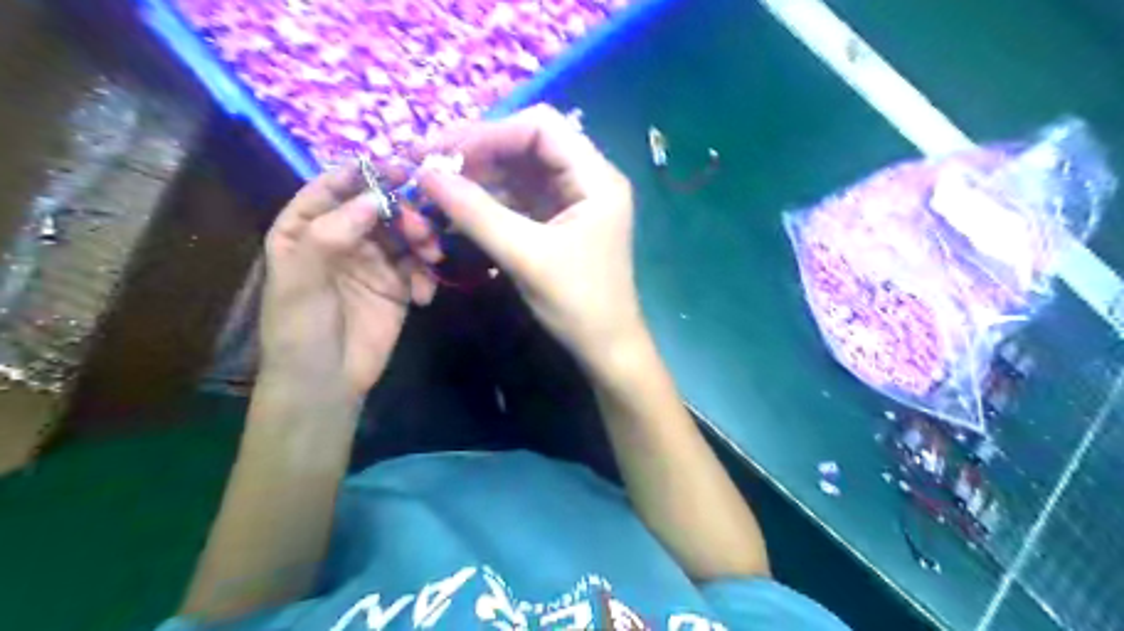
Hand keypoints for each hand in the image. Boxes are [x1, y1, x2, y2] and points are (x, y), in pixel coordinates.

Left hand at [261, 164, 437, 400]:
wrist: (326, 383)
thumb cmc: (300, 329)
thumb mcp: (301, 279)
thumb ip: (332, 232)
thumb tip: (376, 198)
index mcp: (306, 229)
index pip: (333, 187)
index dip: (364, 174)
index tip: (400, 169)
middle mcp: (341, 239)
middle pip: (379, 207)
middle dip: (405, 212)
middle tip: (423, 230)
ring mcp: (373, 262)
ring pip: (405, 233)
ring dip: (422, 240)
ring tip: (431, 259)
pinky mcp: (398, 286)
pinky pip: (419, 266)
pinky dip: (427, 275)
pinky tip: (424, 296)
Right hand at [417, 105, 641, 368]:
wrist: (605, 348)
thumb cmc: (578, 303)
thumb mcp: (526, 256)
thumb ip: (477, 213)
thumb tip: (426, 175)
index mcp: (596, 178)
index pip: (541, 127)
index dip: (491, 132)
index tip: (444, 151)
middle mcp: (586, 180)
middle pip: (528, 146)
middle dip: (479, 153)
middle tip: (430, 165)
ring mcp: (571, 201)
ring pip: (519, 172)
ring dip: (479, 178)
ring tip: (436, 188)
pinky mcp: (557, 222)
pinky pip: (519, 199)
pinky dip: (489, 202)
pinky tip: (458, 209)